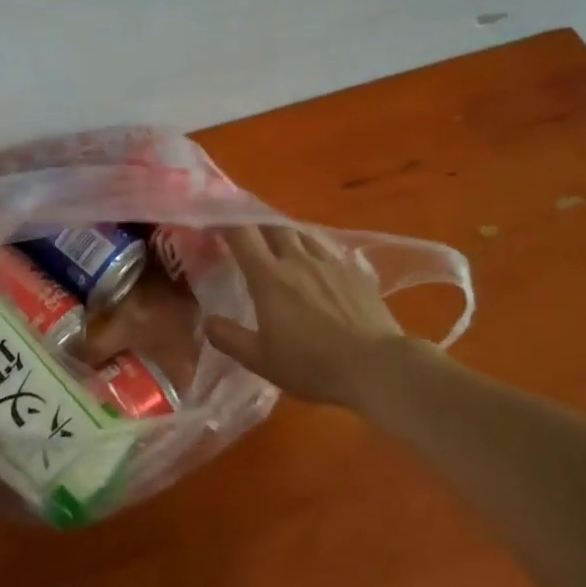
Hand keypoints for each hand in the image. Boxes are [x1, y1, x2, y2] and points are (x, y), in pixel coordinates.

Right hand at [204, 225, 421, 413]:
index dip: (224, 221)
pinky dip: (313, 249)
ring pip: (302, 234)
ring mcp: (329, 263)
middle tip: (245, 229)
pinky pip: (327, 250)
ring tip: (278, 241)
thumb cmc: (312, 364)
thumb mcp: (261, 360)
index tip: (212, 219)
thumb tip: (207, 321)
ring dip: (285, 233)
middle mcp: (297, 260)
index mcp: (269, 277)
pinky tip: (316, 263)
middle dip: (255, 221)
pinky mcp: (355, 273)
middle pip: (273, 225)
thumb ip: (229, 338)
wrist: (378, 367)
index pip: (241, 235)